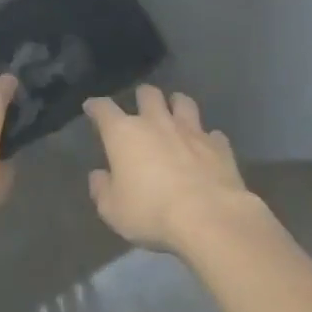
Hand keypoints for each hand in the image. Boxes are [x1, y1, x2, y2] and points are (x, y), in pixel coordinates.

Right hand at [84, 85, 252, 252]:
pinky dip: (208, 138)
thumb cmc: (151, 212)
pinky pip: (213, 134)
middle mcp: (157, 123)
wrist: (209, 217)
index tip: (92, 107)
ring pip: (184, 103)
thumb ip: (102, 189)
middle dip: (142, 96)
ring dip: (177, 105)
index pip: (104, 109)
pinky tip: (207, 146)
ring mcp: (191, 131)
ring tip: (175, 112)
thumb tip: (98, 176)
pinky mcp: (219, 146)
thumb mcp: (113, 210)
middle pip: (148, 95)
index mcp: (124, 134)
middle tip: (141, 105)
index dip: (96, 106)